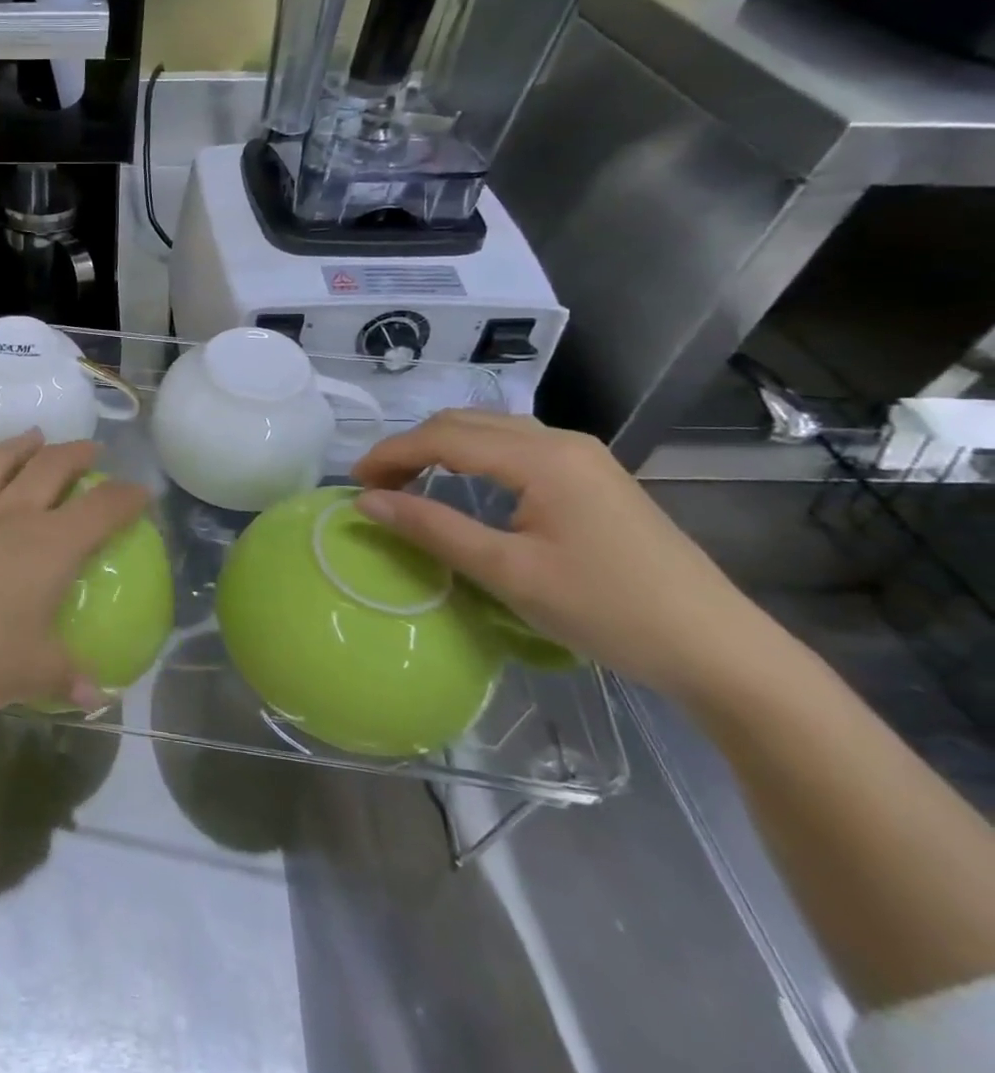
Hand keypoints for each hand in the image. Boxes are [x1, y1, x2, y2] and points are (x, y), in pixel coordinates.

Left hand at [0, 431, 149, 721]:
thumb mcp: (28, 674)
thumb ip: (65, 677)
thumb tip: (96, 695)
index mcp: (48, 548)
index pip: (101, 511)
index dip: (126, 498)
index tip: (142, 492)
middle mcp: (9, 517)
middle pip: (49, 471)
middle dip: (75, 456)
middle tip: (89, 449)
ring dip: (18, 446)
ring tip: (34, 435)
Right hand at [350, 411, 772, 701]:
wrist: (720, 650)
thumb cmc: (608, 611)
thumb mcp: (508, 573)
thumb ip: (432, 529)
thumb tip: (365, 503)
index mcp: (541, 456)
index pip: (443, 436)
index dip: (390, 454)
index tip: (353, 485)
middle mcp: (561, 440)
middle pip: (464, 422)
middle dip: (410, 447)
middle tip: (375, 488)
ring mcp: (583, 456)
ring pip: (490, 431)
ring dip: (440, 449)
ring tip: (408, 485)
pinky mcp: (593, 477)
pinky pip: (514, 448)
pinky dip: (472, 458)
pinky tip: (462, 487)